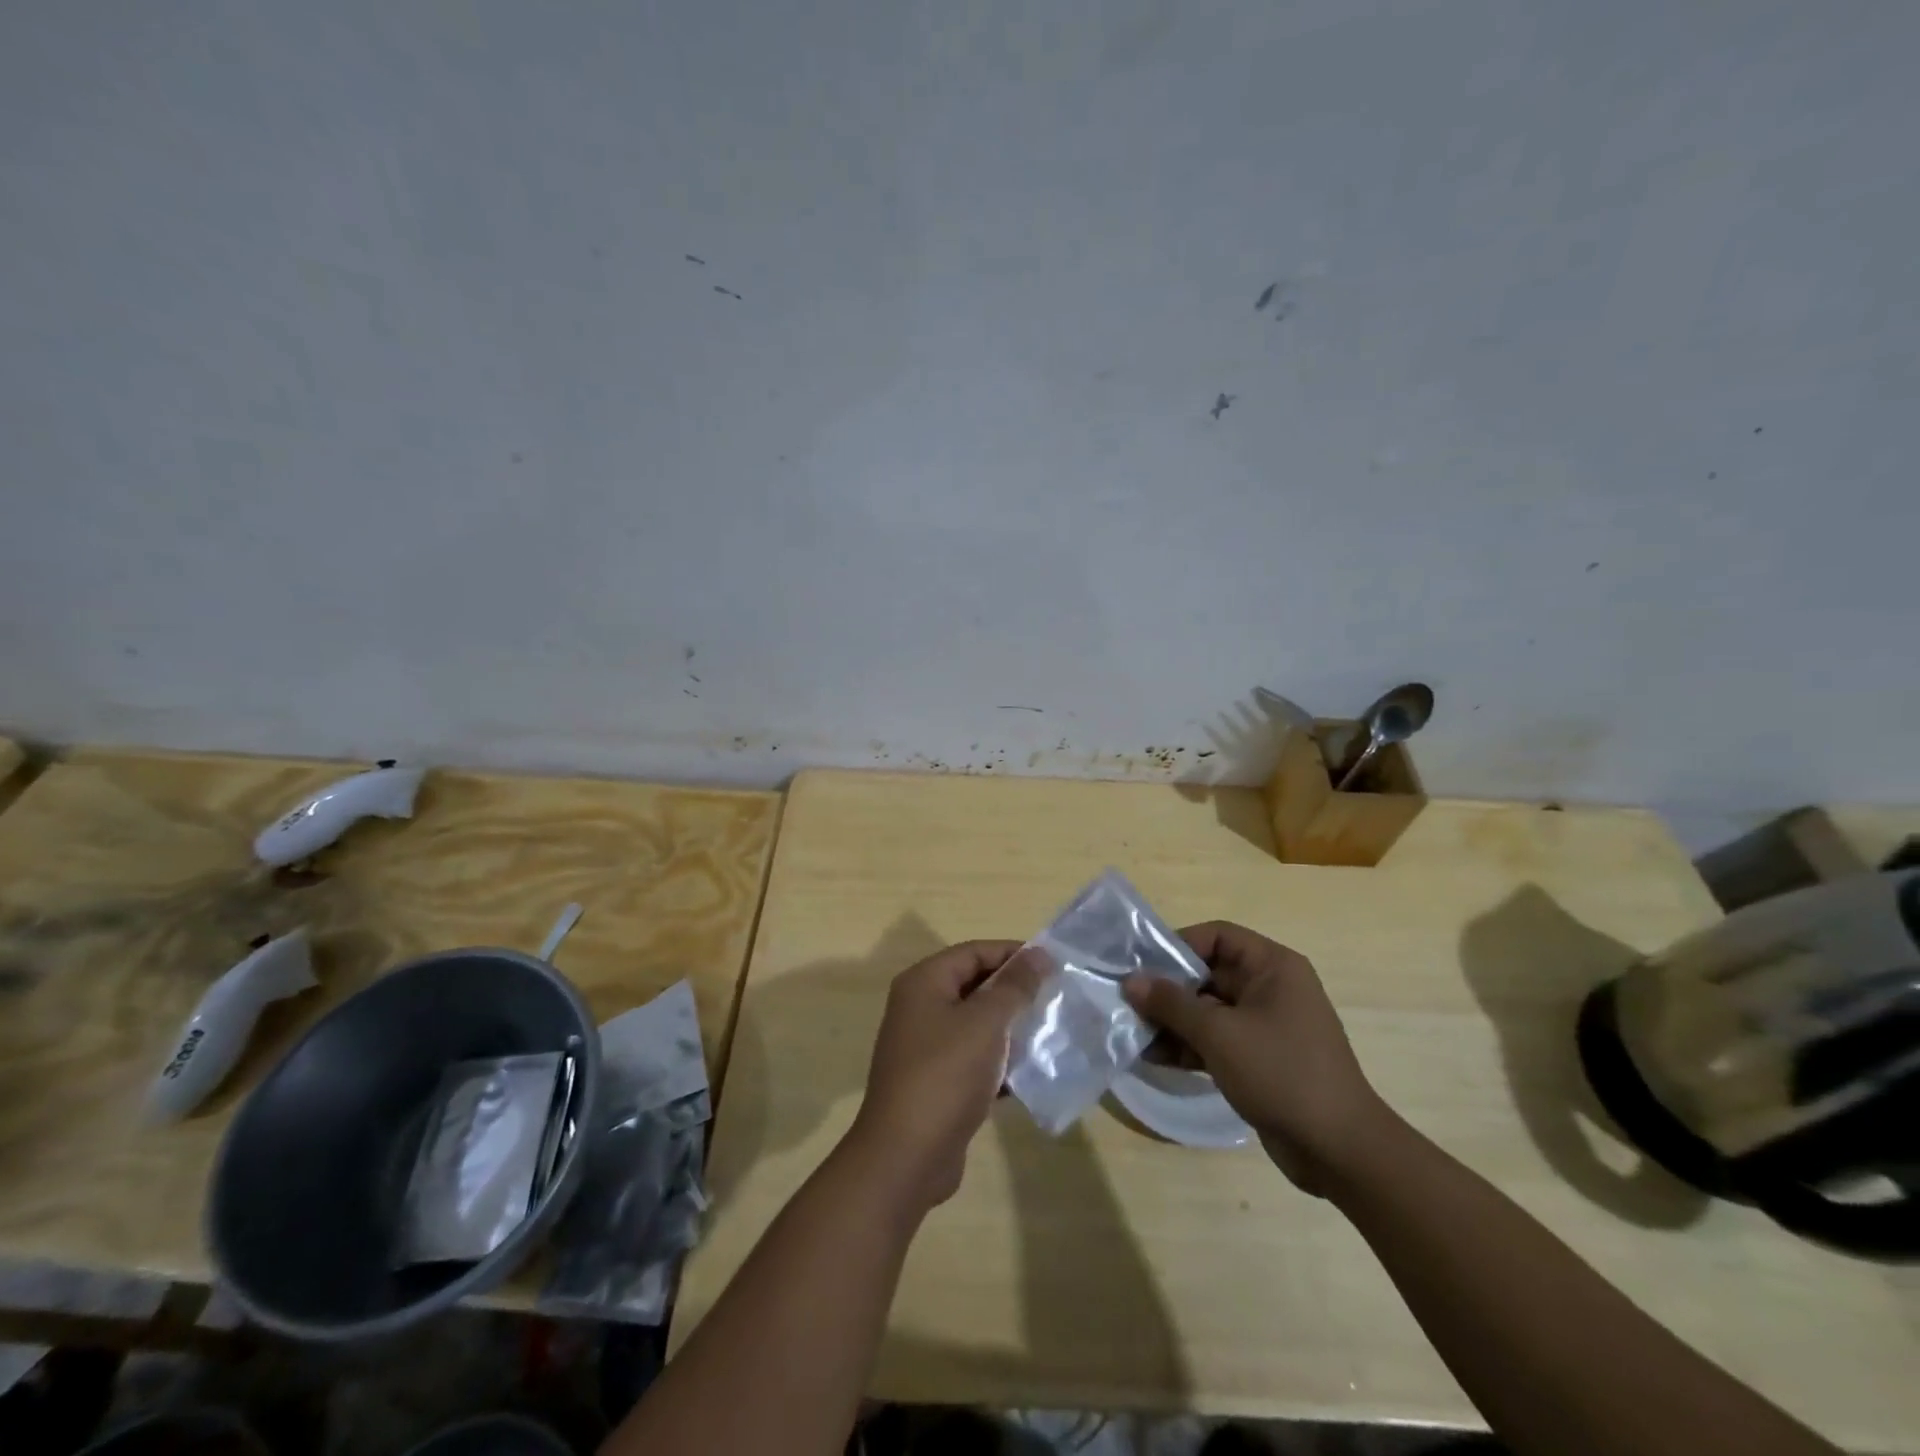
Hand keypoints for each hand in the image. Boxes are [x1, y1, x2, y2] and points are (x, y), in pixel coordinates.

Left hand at [846, 940, 1044, 1211]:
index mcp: (924, 982)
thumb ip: (1014, 986)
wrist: (906, 1156)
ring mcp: (926, 1046)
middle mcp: (920, 1007)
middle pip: (974, 985)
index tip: (1053, 965)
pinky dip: (999, 1061)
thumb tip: (1038, 954)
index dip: (1013, 954)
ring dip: (1011, 1028)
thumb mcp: (985, 1023)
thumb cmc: (945, 1075)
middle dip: (1015, 992)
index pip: (974, 951)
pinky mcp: (936, 1081)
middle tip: (1057, 998)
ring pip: (976, 1024)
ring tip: (1051, 1033)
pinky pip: (973, 1058)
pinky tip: (1031, 1072)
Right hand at [1123, 921, 1393, 1192]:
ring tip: (1133, 1033)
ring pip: (1208, 1010)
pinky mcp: (1259, 1059)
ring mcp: (1265, 1026)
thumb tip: (1130, 981)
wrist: (1339, 1151)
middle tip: (1127, 1002)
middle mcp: (1270, 989)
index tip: (1142, 965)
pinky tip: (1154, 1058)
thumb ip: (1172, 1004)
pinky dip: (1188, 1046)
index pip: (1217, 936)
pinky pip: (1216, 1040)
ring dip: (1172, 1021)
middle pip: (1208, 974)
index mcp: (1272, 967)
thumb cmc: (1281, 1073)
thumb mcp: (1219, 1033)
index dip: (1178, 945)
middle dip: (1167, 990)